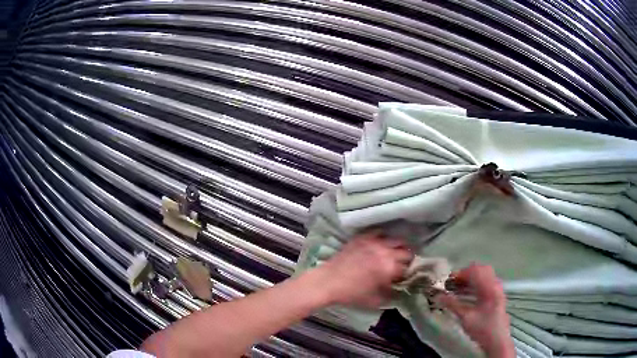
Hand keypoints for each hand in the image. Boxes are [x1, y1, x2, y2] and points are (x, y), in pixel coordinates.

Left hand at [316, 232, 412, 306]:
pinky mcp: (363, 237)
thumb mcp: (375, 300)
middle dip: (407, 259)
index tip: (403, 276)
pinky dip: (383, 237)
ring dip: (398, 247)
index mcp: (390, 268)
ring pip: (396, 240)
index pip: (408, 268)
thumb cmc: (351, 293)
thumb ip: (391, 294)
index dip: (407, 273)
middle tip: (402, 265)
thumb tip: (398, 289)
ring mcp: (374, 242)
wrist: (328, 282)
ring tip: (394, 253)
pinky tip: (381, 243)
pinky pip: (379, 232)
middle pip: (406, 251)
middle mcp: (386, 252)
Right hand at [437, 264, 514, 357]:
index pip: (475, 271)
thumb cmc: (482, 329)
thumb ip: (453, 305)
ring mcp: (498, 289)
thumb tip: (438, 296)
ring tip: (458, 288)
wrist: (497, 340)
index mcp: (489, 288)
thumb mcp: (466, 318)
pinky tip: (467, 293)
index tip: (448, 281)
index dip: (460, 273)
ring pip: (484, 275)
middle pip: (481, 269)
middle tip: (453, 283)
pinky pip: (486, 281)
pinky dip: (476, 283)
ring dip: (471, 278)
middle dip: (466, 274)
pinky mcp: (497, 294)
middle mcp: (495, 284)